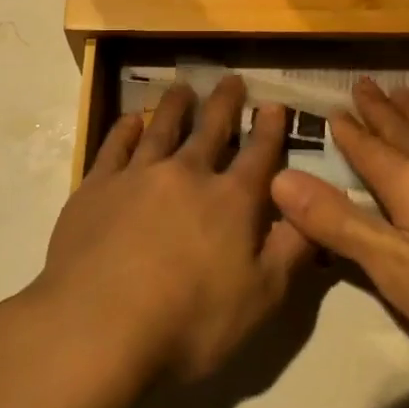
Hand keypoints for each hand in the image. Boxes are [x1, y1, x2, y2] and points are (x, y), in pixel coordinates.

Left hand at [35, 76, 314, 382]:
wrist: (97, 328)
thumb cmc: (188, 323)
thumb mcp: (260, 298)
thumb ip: (290, 250)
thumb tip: (312, 210)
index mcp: (231, 201)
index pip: (259, 155)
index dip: (270, 129)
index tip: (274, 105)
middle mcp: (187, 174)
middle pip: (211, 128)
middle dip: (225, 103)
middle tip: (231, 79)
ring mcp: (138, 176)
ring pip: (162, 127)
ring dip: (176, 105)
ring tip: (183, 88)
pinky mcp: (96, 187)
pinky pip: (114, 146)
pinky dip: (125, 129)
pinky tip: (130, 121)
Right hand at [270, 80, 408, 360]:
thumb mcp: (396, 269)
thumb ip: (339, 224)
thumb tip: (281, 178)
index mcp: (407, 178)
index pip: (366, 147)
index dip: (346, 130)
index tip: (331, 110)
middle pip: (402, 124)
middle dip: (377, 107)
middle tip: (362, 84)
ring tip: (403, 92)